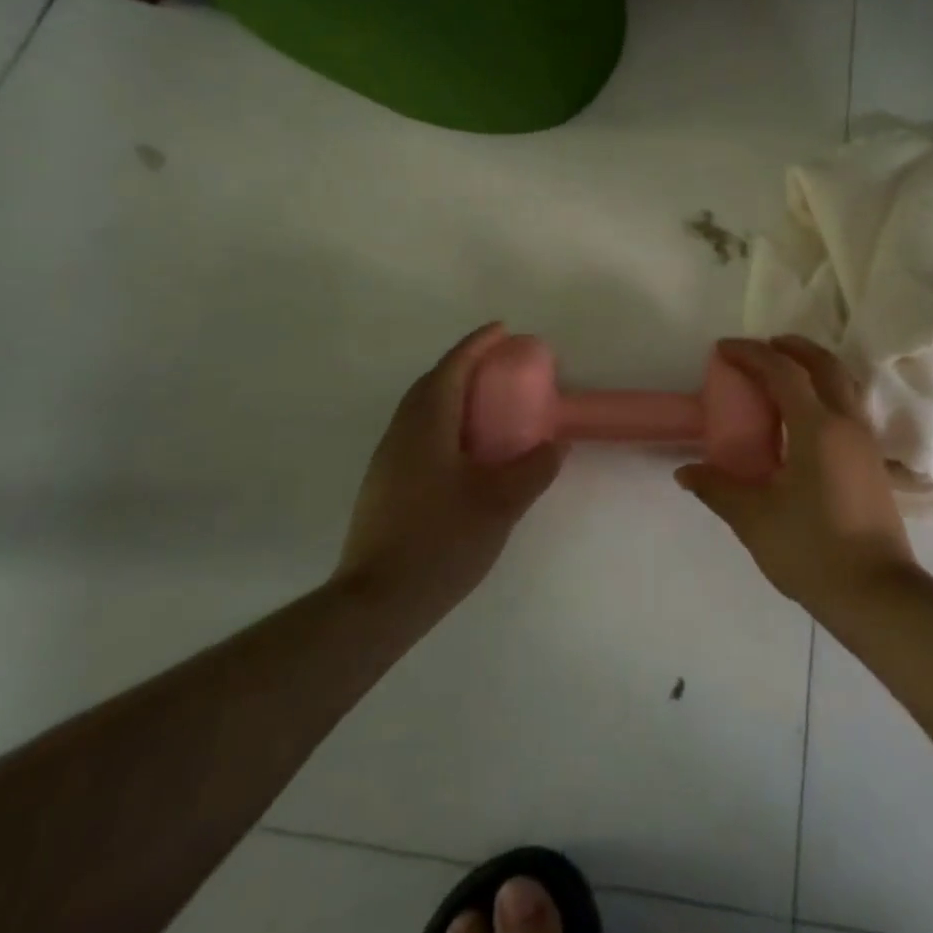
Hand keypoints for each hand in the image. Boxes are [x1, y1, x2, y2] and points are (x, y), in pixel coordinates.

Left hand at [335, 323, 563, 620]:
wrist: (376, 603)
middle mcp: (401, 432)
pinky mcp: (384, 485)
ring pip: (421, 409)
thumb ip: (534, 468)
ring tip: (486, 404)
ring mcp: (387, 460)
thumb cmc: (441, 540)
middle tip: (498, 365)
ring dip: (452, 393)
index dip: (478, 344)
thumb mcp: (501, 502)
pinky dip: (443, 421)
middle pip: (432, 382)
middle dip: (464, 365)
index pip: (453, 367)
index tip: (503, 329)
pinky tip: (464, 451)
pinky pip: (417, 433)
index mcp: (427, 424)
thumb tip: (557, 444)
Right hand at [676, 336, 919, 615]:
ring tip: (783, 374)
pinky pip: (848, 405)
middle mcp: (846, 422)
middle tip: (760, 348)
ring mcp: (865, 441)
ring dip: (813, 366)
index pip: (783, 371)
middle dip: (791, 347)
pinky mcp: (872, 461)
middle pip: (823, 364)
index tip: (723, 348)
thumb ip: (719, 488)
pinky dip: (825, 390)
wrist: (877, 595)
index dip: (751, 353)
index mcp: (817, 427)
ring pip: (842, 382)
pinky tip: (805, 417)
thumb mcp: (755, 519)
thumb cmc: (812, 550)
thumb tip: (685, 472)